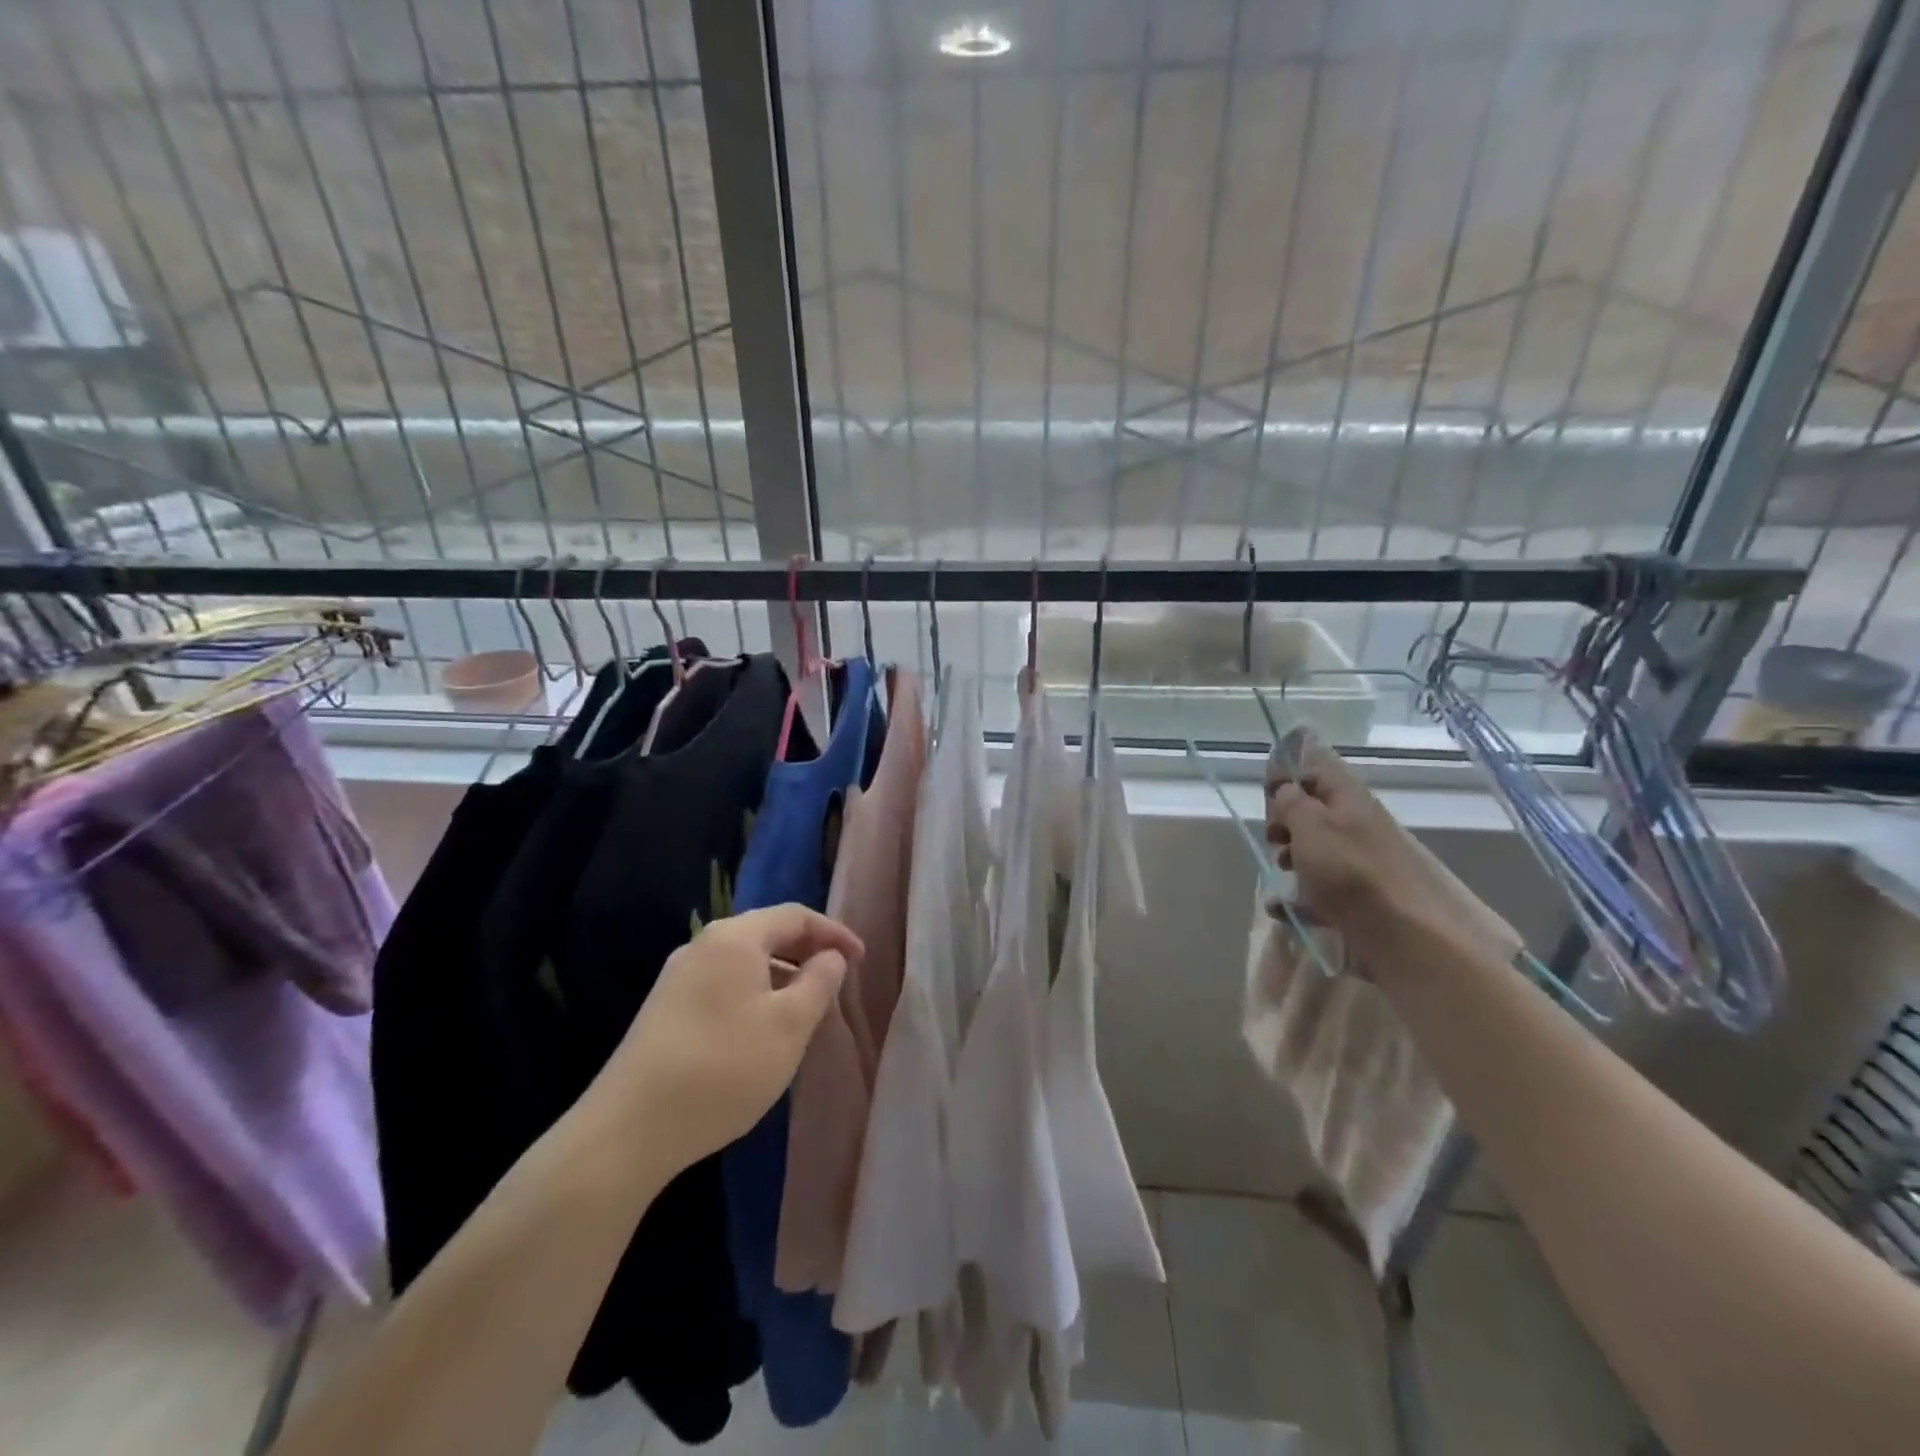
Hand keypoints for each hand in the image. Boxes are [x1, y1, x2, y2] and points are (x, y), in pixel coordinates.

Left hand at [598, 905, 862, 1178]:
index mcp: (734, 938)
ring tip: (805, 1006)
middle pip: (766, 932)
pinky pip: (723, 983)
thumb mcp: (789, 1025)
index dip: (833, 932)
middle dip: (806, 951)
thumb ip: (819, 982)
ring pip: (744, 960)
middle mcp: (702, 945)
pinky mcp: (665, 1008)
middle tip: (837, 978)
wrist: (628, 1130)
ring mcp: (677, 977)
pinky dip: (754, 992)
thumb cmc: (724, 1067)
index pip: (795, 915)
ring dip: (781, 974)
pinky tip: (761, 1028)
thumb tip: (830, 957)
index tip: (861, 958)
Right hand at [1264, 733, 1458, 955]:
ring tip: (1282, 876)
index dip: (1287, 772)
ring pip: (1311, 850)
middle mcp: (1354, 823)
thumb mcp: (1310, 824)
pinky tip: (1286, 909)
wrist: (1406, 935)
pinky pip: (1318, 888)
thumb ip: (1291, 801)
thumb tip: (1283, 789)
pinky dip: (1299, 897)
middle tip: (1275, 839)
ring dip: (1289, 860)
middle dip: (1283, 823)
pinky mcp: (1355, 897)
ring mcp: (1356, 861)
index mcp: (1347, 796)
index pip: (1315, 765)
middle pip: (1309, 811)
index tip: (1267, 792)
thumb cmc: (1351, 871)